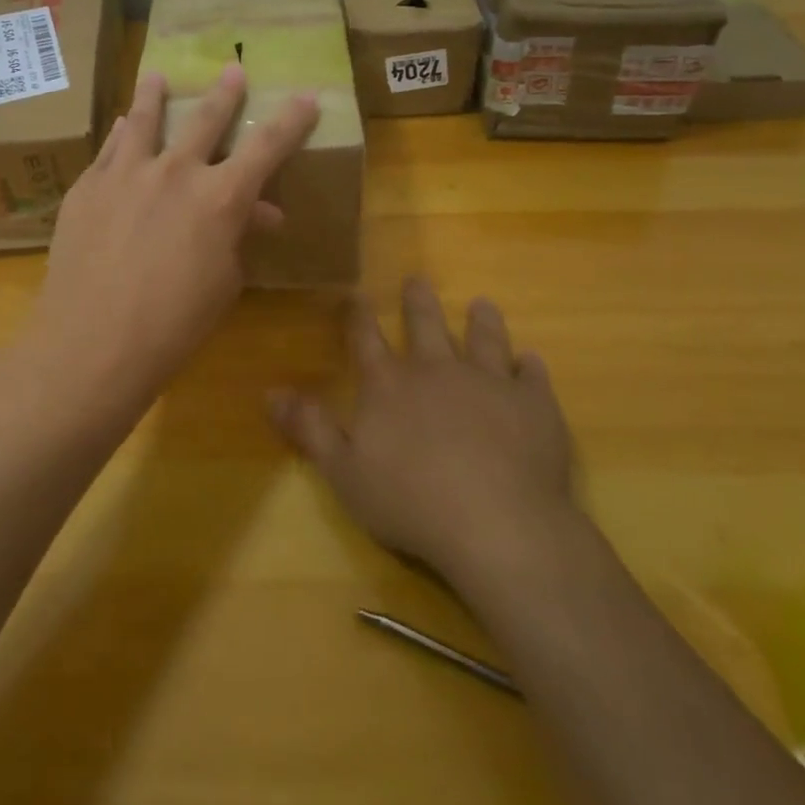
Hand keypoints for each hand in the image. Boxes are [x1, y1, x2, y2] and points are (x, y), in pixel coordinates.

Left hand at [26, 64, 317, 401]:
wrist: (92, 342)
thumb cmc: (172, 326)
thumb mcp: (222, 283)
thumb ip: (239, 237)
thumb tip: (260, 213)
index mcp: (220, 198)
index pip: (268, 147)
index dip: (292, 120)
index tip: (308, 95)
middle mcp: (175, 172)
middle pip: (205, 119)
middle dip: (225, 93)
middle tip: (233, 69)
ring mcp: (126, 173)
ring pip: (144, 119)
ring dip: (154, 94)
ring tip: (156, 75)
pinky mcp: (88, 186)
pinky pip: (109, 148)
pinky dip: (119, 133)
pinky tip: (118, 125)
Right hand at [267, 278, 585, 582]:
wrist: (498, 526)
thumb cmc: (411, 502)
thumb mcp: (343, 471)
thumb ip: (309, 428)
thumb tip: (270, 392)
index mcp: (389, 385)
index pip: (367, 340)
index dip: (359, 316)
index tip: (357, 293)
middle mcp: (437, 370)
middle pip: (426, 326)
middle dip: (419, 302)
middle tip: (418, 279)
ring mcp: (489, 383)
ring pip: (484, 340)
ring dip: (482, 322)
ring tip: (482, 303)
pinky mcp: (534, 406)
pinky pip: (532, 378)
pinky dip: (530, 368)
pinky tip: (532, 361)